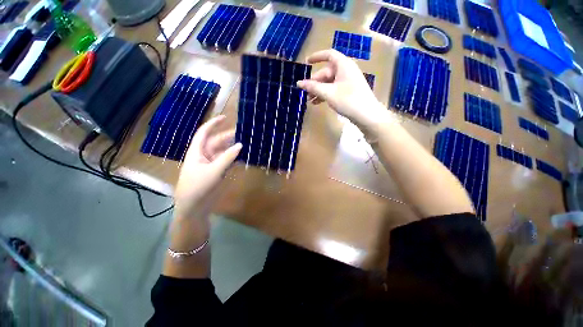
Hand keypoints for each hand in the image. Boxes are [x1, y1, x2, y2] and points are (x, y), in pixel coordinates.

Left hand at [174, 115, 241, 218]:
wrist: (194, 207)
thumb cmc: (198, 187)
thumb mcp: (213, 171)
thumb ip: (227, 157)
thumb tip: (240, 145)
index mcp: (197, 151)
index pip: (204, 133)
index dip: (213, 124)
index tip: (225, 117)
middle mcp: (204, 155)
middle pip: (217, 142)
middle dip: (229, 137)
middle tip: (244, 133)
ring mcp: (212, 164)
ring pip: (224, 152)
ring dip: (233, 148)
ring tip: (246, 143)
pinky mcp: (218, 172)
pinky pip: (227, 161)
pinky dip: (235, 158)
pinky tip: (244, 156)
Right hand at [297, 49, 386, 128]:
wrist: (367, 115)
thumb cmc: (348, 100)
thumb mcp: (328, 93)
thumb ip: (313, 87)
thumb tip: (299, 83)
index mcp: (343, 65)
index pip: (329, 55)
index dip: (317, 57)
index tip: (306, 62)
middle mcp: (346, 70)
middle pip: (327, 72)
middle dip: (315, 82)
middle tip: (305, 92)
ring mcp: (348, 81)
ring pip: (329, 82)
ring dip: (319, 90)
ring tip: (309, 100)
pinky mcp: (349, 91)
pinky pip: (334, 89)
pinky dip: (325, 94)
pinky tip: (317, 103)